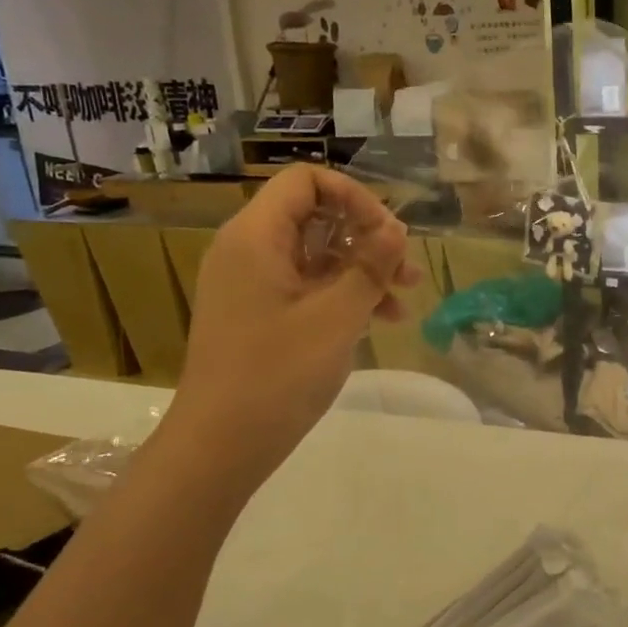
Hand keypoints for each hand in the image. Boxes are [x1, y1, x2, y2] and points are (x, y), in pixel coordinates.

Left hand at [167, 165, 416, 477]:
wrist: (220, 445)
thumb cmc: (277, 374)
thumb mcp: (336, 317)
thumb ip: (370, 266)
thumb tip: (395, 228)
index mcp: (256, 236)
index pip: (306, 181)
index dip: (354, 197)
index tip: (388, 235)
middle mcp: (248, 250)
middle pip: (315, 218)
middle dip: (367, 239)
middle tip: (406, 272)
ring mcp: (252, 285)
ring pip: (315, 256)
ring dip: (362, 271)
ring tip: (404, 301)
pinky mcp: (258, 315)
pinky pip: (305, 288)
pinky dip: (341, 296)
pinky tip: (378, 321)